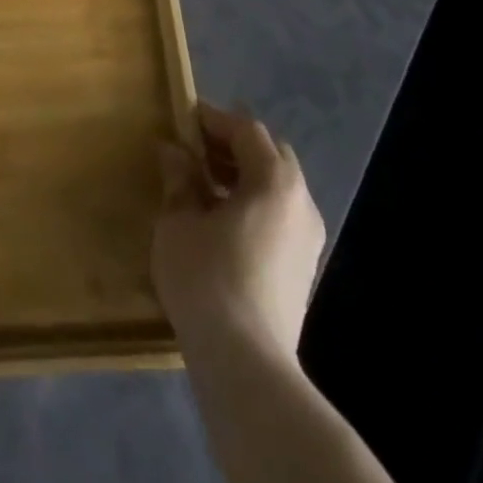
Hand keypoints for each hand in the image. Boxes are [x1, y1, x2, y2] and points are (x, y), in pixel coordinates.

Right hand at [152, 103, 324, 368]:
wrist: (247, 365)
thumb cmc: (208, 279)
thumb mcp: (179, 221)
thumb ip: (179, 179)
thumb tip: (174, 151)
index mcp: (275, 181)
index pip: (246, 130)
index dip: (213, 119)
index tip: (183, 117)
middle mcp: (301, 202)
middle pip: (269, 155)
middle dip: (232, 145)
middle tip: (194, 149)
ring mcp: (308, 238)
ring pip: (276, 187)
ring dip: (242, 175)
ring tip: (202, 184)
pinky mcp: (302, 268)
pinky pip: (279, 215)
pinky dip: (252, 203)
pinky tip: (220, 220)